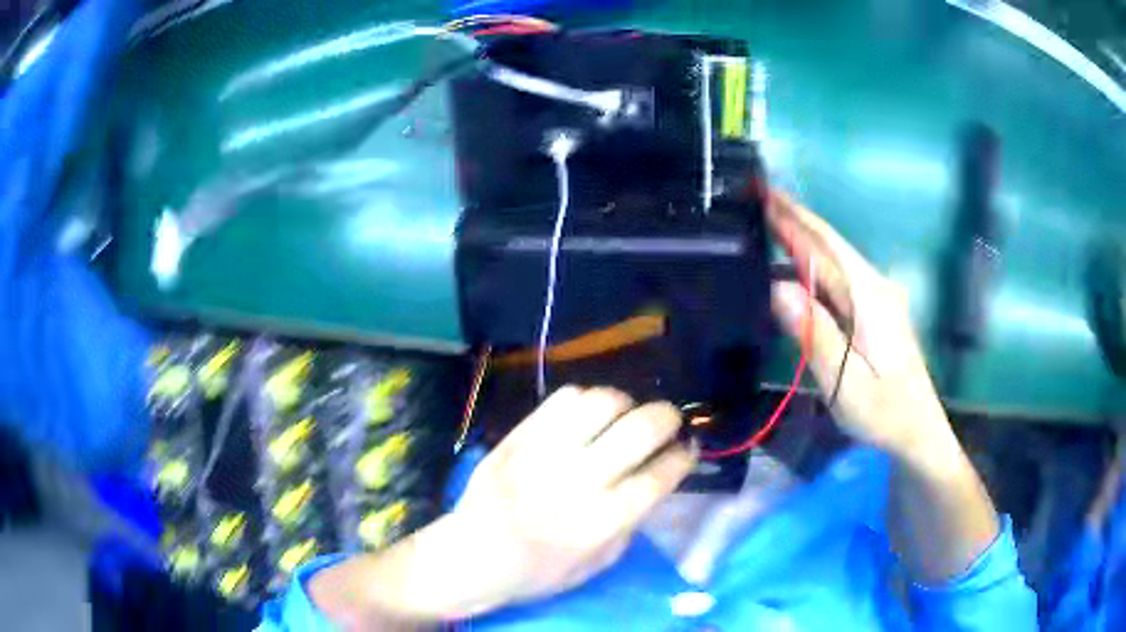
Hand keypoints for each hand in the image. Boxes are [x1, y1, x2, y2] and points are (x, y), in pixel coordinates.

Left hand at [450, 386, 693, 609]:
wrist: (471, 556)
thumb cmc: (538, 572)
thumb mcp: (596, 565)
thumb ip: (631, 524)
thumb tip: (655, 480)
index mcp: (600, 522)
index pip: (659, 476)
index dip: (683, 455)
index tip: (688, 448)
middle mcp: (577, 481)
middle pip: (640, 429)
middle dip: (667, 418)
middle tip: (668, 422)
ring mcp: (544, 453)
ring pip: (602, 402)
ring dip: (625, 404)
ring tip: (624, 417)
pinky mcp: (518, 436)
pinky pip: (562, 399)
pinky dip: (585, 400)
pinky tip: (588, 416)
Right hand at [766, 190, 947, 456]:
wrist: (918, 432)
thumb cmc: (884, 413)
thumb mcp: (847, 383)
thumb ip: (816, 334)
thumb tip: (779, 286)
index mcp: (868, 297)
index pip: (824, 246)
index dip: (792, 217)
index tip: (761, 192)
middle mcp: (873, 287)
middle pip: (828, 244)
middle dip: (793, 217)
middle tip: (755, 196)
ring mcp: (875, 298)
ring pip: (833, 258)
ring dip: (801, 237)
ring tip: (765, 223)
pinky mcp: (873, 312)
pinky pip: (837, 277)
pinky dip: (811, 262)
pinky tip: (794, 266)